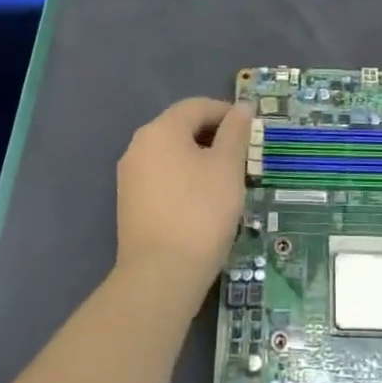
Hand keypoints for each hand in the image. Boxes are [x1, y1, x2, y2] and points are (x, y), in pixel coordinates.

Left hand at [115, 97, 250, 307]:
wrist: (160, 276)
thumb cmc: (201, 211)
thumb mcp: (228, 167)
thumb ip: (235, 132)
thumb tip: (242, 107)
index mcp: (161, 130)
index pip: (197, 106)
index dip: (226, 112)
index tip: (251, 130)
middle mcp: (139, 146)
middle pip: (181, 127)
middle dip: (213, 136)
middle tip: (242, 157)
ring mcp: (130, 176)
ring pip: (171, 154)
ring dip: (199, 159)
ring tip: (226, 180)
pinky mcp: (130, 204)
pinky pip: (162, 177)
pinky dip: (184, 179)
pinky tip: (203, 202)